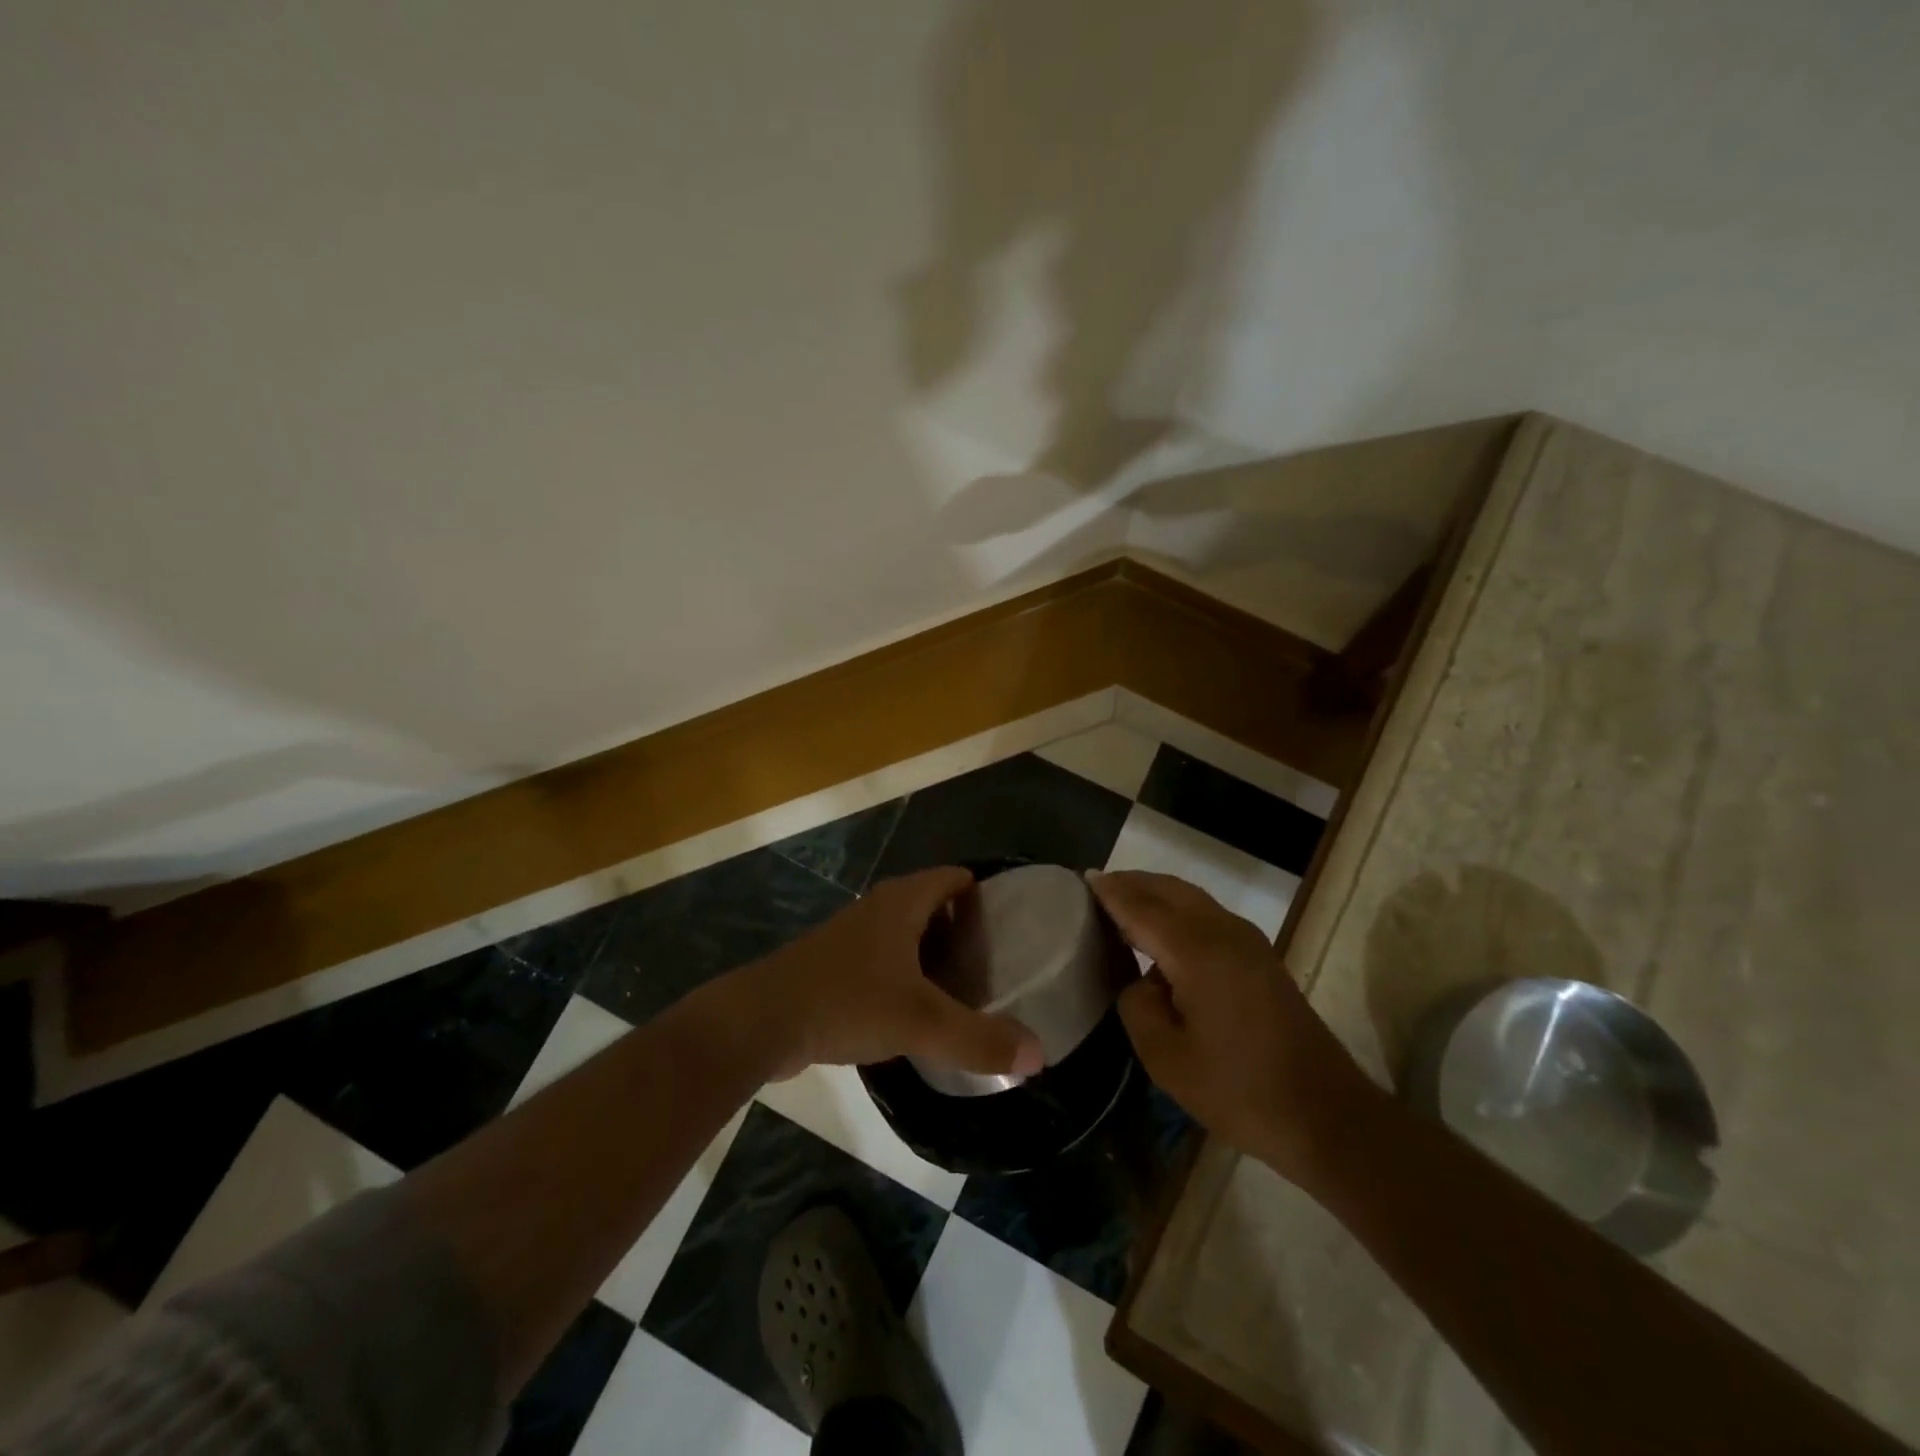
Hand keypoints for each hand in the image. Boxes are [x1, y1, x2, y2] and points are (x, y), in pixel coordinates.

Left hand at [733, 867, 1045, 1081]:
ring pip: (905, 933)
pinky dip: (906, 974)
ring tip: (966, 986)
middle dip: (964, 927)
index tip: (1013, 924)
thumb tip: (1038, 1054)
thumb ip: (979, 1039)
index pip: (953, 878)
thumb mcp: (920, 1022)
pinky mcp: (833, 966)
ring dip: (933, 952)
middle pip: (932, 904)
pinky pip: (883, 960)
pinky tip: (917, 1010)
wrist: (759, 1022)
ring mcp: (851, 937)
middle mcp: (877, 909)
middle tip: (997, 961)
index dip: (984, 892)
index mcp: (901, 903)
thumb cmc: (845, 1002)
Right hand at [1088, 869, 1382, 1181]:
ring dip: (1157, 894)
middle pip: (1169, 890)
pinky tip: (1162, 931)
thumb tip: (1141, 981)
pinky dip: (1177, 909)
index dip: (1111, 892)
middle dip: (1133, 883)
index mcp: (1197, 951)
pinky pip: (1208, 914)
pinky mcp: (1260, 957)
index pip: (1142, 907)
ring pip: (1191, 898)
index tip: (1083, 878)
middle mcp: (1223, 932)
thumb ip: (1138, 1006)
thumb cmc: (1240, 1090)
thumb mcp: (1167, 1059)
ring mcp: (1248, 942)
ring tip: (1124, 902)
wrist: (1326, 1115)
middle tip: (1098, 887)